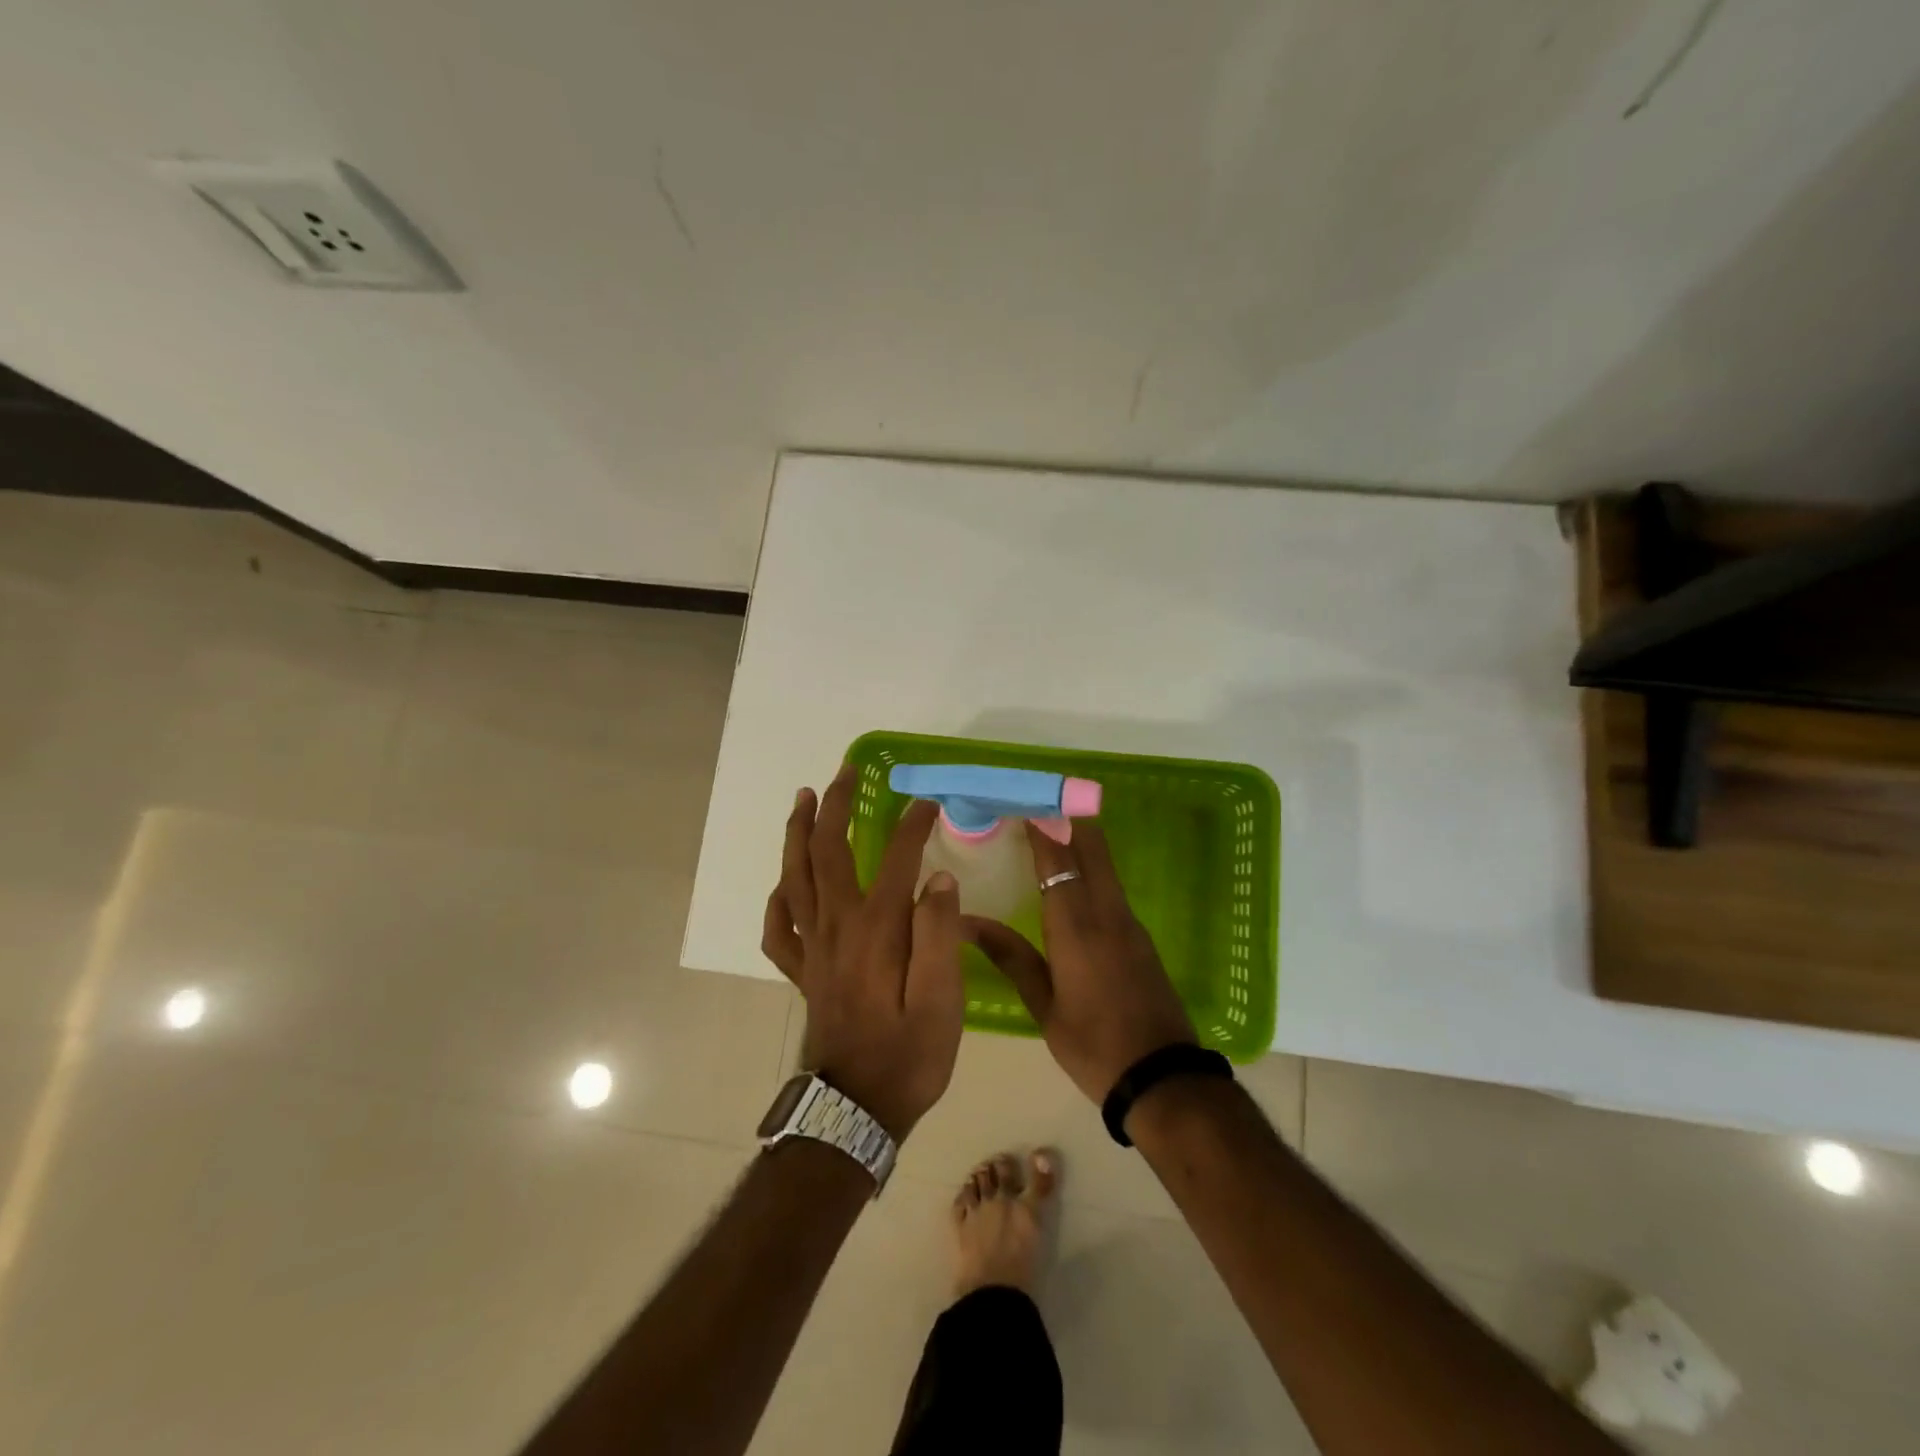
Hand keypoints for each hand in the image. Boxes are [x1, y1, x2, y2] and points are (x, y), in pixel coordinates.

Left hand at [761, 764, 963, 1139]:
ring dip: (797, 833)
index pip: (897, 858)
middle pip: (826, 851)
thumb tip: (938, 878)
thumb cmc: (908, 1056)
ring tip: (803, 799)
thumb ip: (939, 934)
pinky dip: (777, 900)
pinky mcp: (803, 971)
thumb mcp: (942, 1000)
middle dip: (835, 805)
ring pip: (794, 876)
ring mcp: (813, 948)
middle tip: (844, 772)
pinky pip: (778, 928)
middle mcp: (837, 926)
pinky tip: (783, 886)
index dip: (913, 825)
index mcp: (876, 928)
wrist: (857, 1110)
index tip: (929, 803)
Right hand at [962, 821, 1195, 1103]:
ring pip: (1104, 864)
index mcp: (1076, 926)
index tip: (1021, 800)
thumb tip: (966, 922)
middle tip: (1037, 802)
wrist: (1163, 1077)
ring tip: (1048, 829)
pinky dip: (1092, 867)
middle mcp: (1106, 912)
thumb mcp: (1044, 1006)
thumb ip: (1010, 957)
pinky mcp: (1140, 936)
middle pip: (1092, 846)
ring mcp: (1129, 922)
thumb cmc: (1093, 1045)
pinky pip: (1112, 886)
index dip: (1041, 825)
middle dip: (1067, 817)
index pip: (1057, 858)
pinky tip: (1073, 876)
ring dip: (1080, 839)